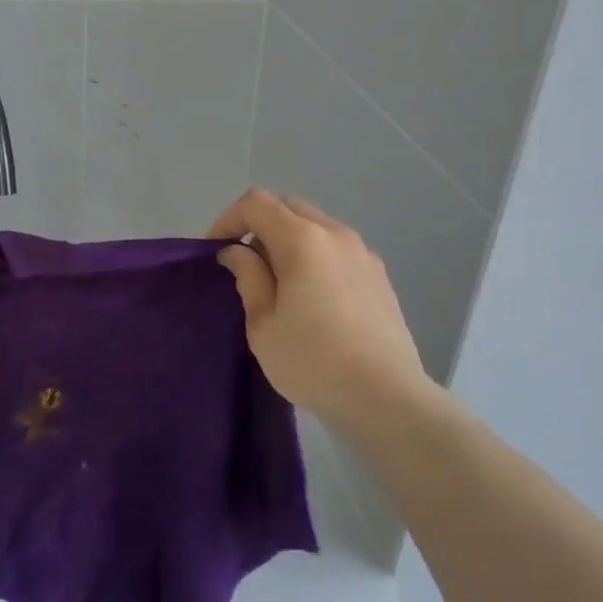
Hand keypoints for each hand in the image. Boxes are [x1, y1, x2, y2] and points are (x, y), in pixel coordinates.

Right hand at [210, 190, 433, 430]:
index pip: (257, 204)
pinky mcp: (380, 274)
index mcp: (303, 240)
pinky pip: (337, 248)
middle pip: (289, 207)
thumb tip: (238, 252)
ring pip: (316, 226)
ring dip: (289, 240)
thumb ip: (248, 277)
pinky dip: (315, 256)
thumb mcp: (263, 325)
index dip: (229, 219)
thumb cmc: (313, 362)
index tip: (216, 251)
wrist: (386, 397)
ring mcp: (363, 252)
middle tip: (246, 265)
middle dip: (260, 225)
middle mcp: (335, 234)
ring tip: (279, 283)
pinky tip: (314, 298)